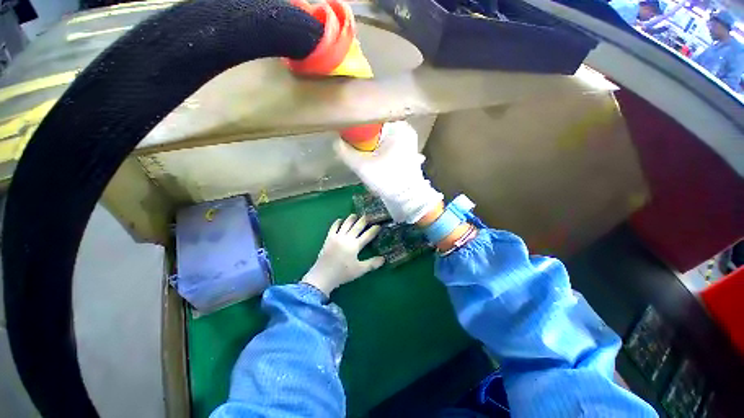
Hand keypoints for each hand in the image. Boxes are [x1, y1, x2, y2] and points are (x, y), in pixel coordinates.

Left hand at [301, 215, 384, 296]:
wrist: (323, 275)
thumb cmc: (343, 273)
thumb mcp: (360, 270)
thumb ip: (372, 264)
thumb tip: (383, 259)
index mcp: (355, 245)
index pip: (367, 235)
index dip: (374, 229)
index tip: (379, 225)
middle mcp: (347, 238)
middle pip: (357, 226)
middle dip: (364, 220)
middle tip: (369, 215)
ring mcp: (337, 237)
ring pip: (346, 224)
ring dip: (351, 219)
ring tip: (355, 215)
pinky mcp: (329, 238)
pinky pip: (333, 227)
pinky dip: (337, 222)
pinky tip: (340, 220)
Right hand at [335, 121, 442, 223]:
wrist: (407, 198)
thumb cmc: (387, 179)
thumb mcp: (362, 166)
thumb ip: (345, 152)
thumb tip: (335, 141)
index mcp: (398, 127)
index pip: (371, 119)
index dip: (358, 128)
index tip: (350, 138)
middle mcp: (406, 130)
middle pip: (377, 129)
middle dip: (366, 139)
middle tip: (358, 150)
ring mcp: (409, 141)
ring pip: (383, 138)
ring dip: (373, 146)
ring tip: (368, 157)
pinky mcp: (408, 151)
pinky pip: (389, 145)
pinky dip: (381, 150)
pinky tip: (377, 160)